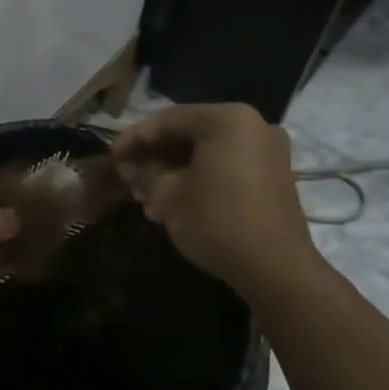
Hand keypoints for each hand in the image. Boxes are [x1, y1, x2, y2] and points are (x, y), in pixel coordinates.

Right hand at [111, 104, 317, 290]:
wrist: (276, 270)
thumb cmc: (217, 221)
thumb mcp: (168, 196)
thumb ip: (144, 173)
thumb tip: (126, 165)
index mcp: (228, 120)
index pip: (169, 119)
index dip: (135, 137)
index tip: (112, 156)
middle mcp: (252, 126)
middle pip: (189, 135)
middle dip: (154, 158)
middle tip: (128, 178)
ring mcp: (267, 152)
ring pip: (206, 154)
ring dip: (173, 173)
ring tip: (146, 198)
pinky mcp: (272, 177)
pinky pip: (225, 167)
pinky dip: (197, 180)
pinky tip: (173, 205)